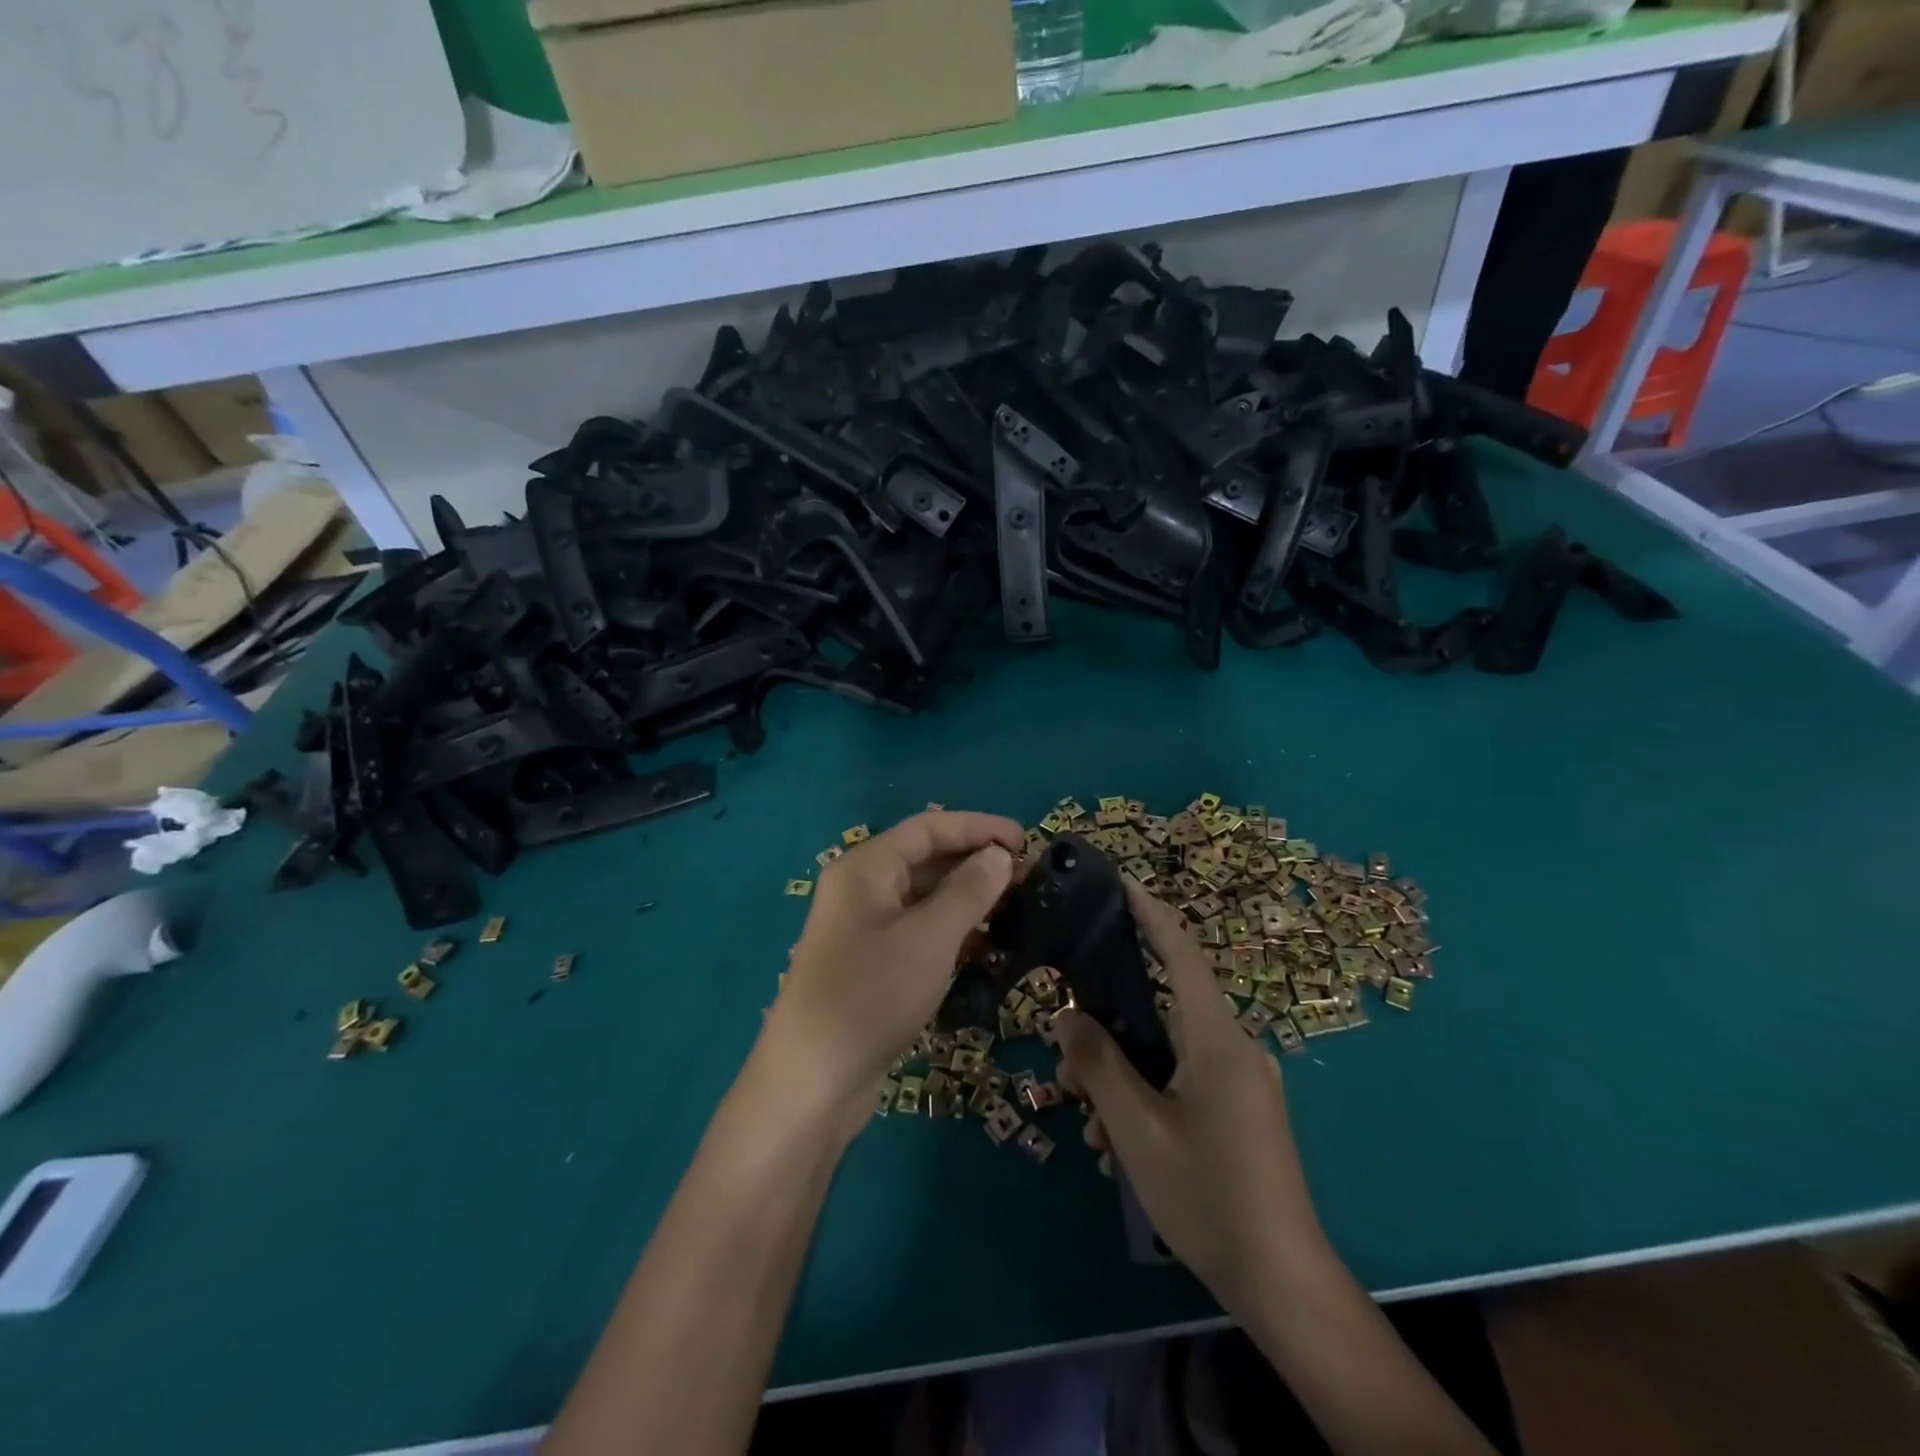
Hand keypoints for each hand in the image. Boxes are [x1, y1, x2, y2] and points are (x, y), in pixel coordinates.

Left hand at [759, 810, 1022, 1133]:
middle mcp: (861, 890)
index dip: (978, 827)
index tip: (1025, 840)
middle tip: (1026, 877)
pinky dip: (950, 929)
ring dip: (966, 897)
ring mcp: (863, 929)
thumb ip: (968, 891)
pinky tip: (983, 942)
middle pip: (924, 859)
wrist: (813, 1082)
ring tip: (1013, 906)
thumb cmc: (872, 994)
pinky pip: (917, 930)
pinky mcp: (870, 964)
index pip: (928, 828)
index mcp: (865, 868)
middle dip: (974, 862)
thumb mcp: (929, 938)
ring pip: (922, 897)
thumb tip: (998, 855)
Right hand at [1055, 883, 1327, 1313]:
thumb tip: (1066, 1014)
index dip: (1150, 912)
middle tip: (1066, 1065)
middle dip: (1110, 1026)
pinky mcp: (1242, 1108)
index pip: (1181, 952)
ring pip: (1168, 1049)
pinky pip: (1185, 1078)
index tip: (1121, 882)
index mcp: (1216, 1038)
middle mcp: (1234, 1046)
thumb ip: (1098, 1065)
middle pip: (1163, 1007)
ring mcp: (1242, 1080)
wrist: (1283, 1282)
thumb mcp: (1138, 1130)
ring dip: (1124, 1073)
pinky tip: (1120, 1143)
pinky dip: (1148, 1094)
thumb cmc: (1209, 1196)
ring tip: (1090, 1124)